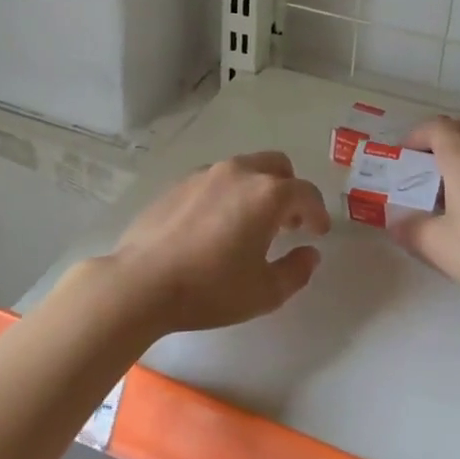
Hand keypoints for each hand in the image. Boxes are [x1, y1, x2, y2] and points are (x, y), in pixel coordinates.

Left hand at [94, 152, 330, 337]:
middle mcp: (239, 173)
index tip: (317, 232)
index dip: (317, 212)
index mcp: (267, 194)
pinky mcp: (179, 183)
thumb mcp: (265, 292)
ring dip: (258, 189)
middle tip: (287, 223)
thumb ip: (296, 271)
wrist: (141, 283)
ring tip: (251, 224)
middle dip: (289, 190)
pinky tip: (216, 224)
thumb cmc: (210, 289)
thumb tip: (309, 253)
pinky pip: (216, 179)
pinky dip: (228, 193)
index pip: (306, 193)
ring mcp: (206, 174)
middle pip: (277, 166)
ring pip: (245, 168)